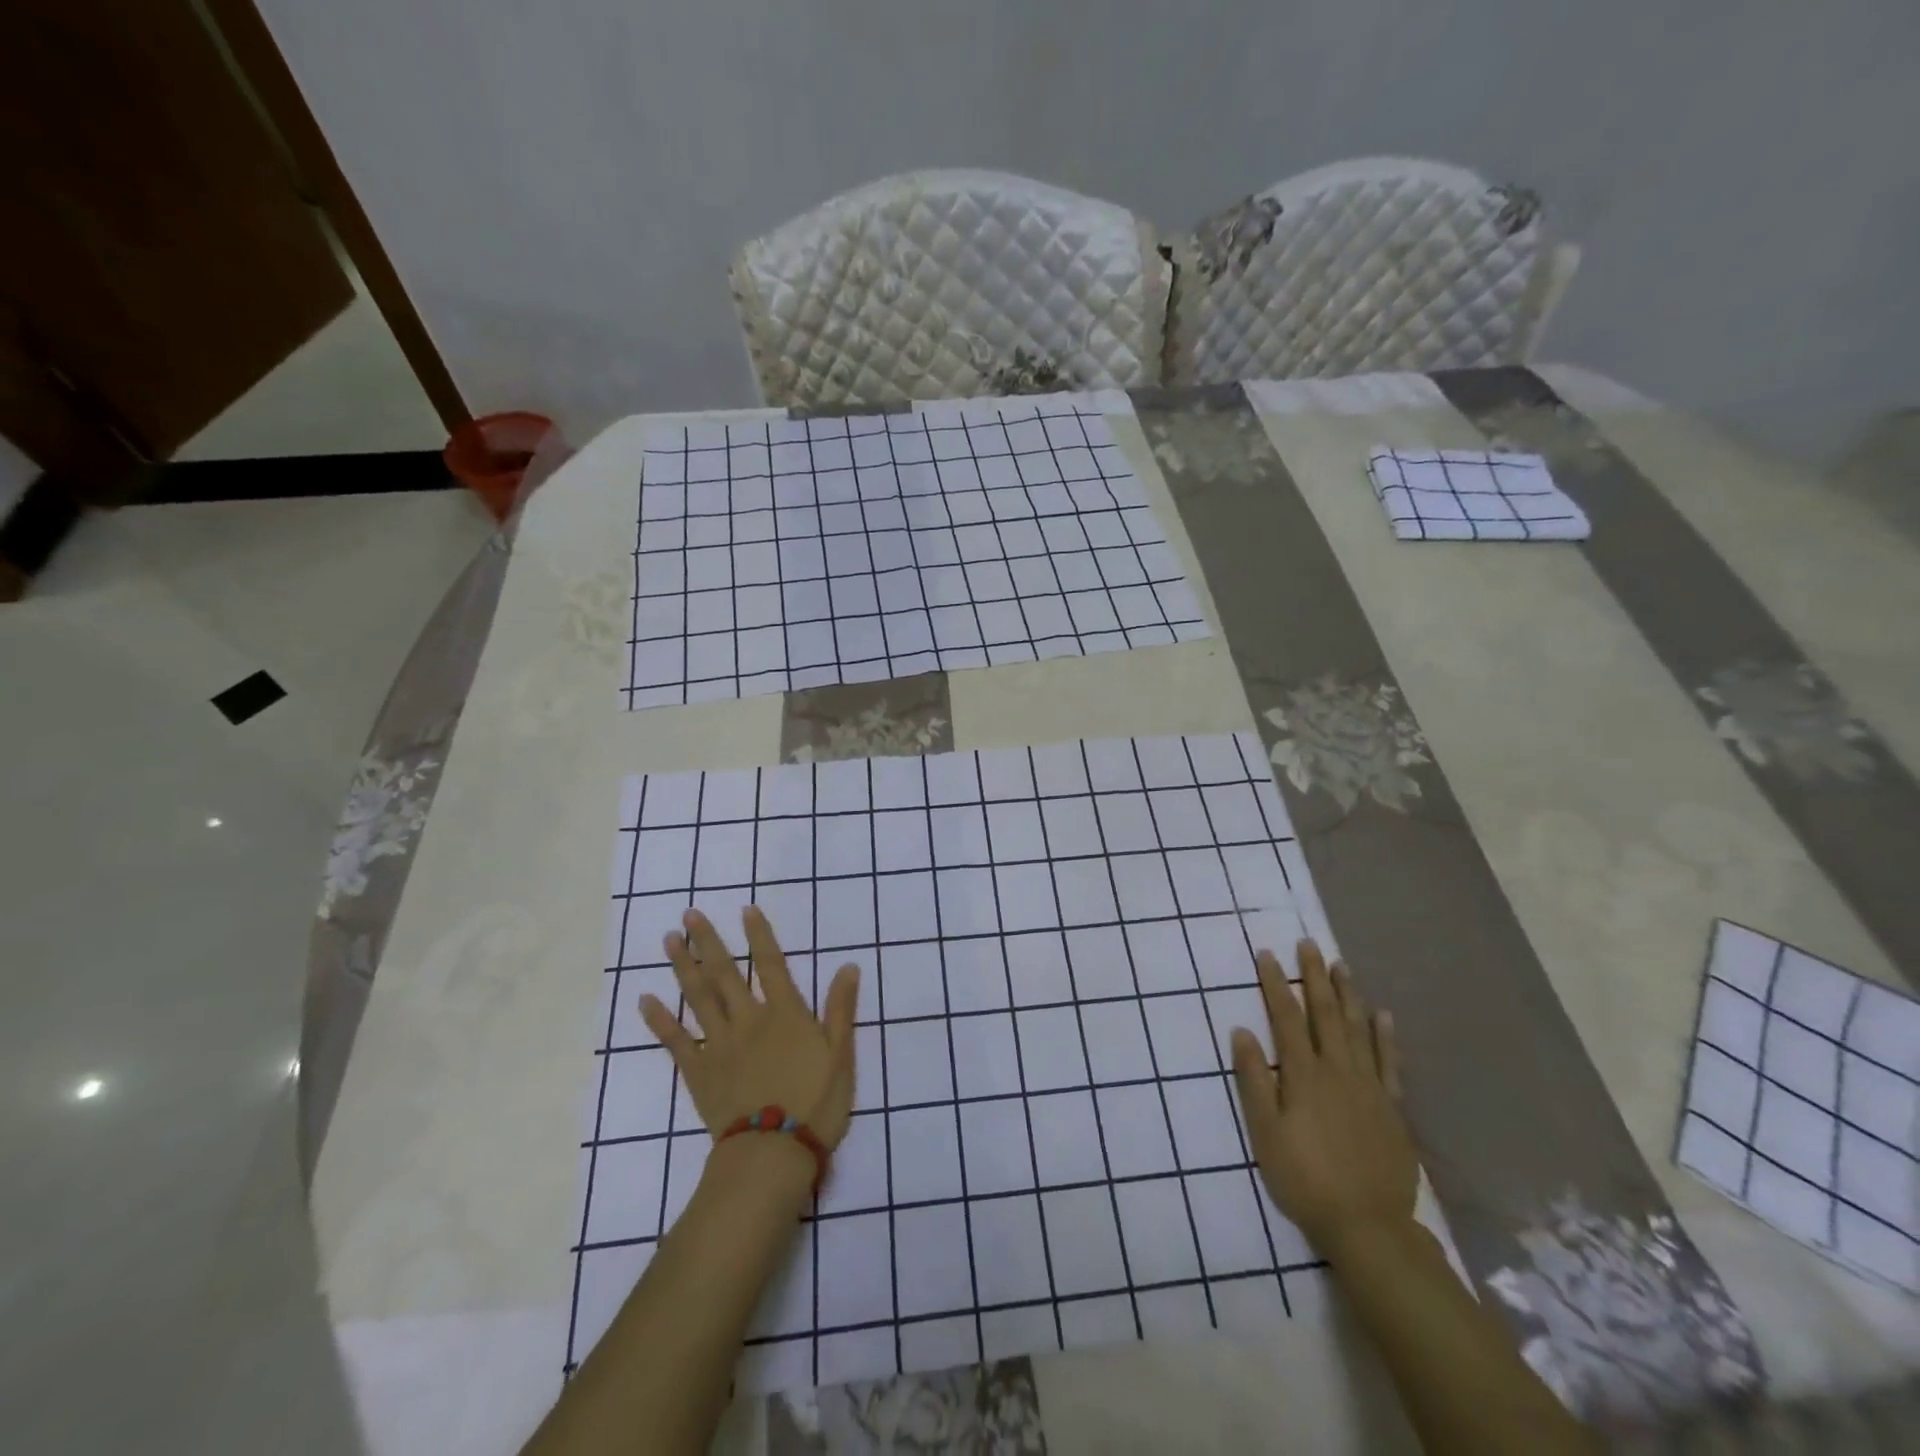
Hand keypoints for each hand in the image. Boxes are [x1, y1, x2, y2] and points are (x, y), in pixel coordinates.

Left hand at [640, 906, 860, 1147]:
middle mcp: (748, 1019)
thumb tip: (848, 966)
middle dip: (707, 941)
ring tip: (669, 940)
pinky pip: (675, 1041)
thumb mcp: (840, 1053)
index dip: (759, 934)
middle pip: (725, 972)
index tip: (745, 908)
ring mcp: (718, 1044)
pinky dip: (659, 1019)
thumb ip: (840, 1008)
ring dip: (682, 966)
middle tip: (689, 914)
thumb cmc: (816, 1102)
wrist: (773, 1152)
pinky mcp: (698, 1071)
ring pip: (697, 997)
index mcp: (784, 1012)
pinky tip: (646, 1000)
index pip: (770, 963)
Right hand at [1229, 939, 1416, 1259]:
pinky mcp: (1392, 1107)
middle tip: (1308, 944)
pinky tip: (1384, 1014)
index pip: (1286, 1018)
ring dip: (1348, 994)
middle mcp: (1338, 1070)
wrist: (1367, 1226)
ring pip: (1358, 1029)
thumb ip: (1253, 1079)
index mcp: (1303, 1075)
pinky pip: (1390, 1062)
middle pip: (1325, 1014)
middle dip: (1315, 976)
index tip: (1267, 954)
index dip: (1276, 984)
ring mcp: (1369, 1087)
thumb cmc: (1303, 1178)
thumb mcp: (1264, 1132)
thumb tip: (1241, 1031)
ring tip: (1341, 966)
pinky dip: (1386, 1036)